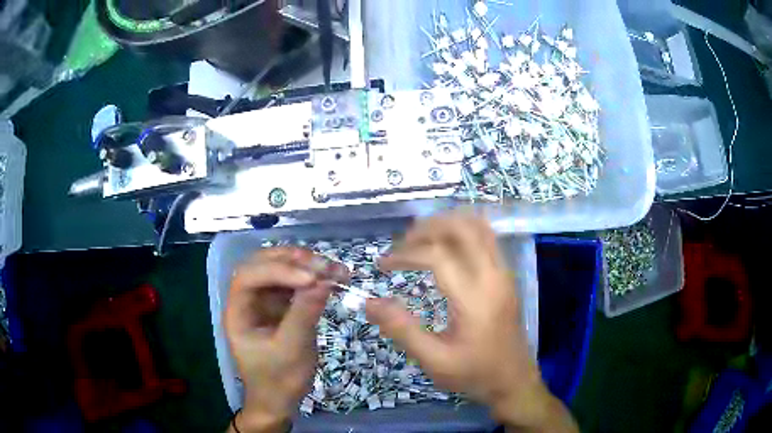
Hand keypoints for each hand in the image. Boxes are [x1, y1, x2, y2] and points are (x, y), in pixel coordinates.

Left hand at [225, 248, 347, 432]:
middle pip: (263, 265)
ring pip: (280, 269)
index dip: (278, 271)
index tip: (311, 279)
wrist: (280, 400)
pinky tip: (333, 278)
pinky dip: (313, 279)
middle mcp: (248, 300)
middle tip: (324, 265)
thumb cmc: (278, 380)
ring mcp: (264, 302)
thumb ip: (304, 313)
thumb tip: (324, 280)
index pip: (249, 277)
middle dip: (292, 261)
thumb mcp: (292, 350)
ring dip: (306, 265)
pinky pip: (295, 284)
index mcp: (237, 311)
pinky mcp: (281, 306)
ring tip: (333, 269)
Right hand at [366, 213, 577, 431]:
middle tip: (402, 245)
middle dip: (427, 228)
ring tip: (420, 240)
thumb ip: (401, 329)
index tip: (383, 266)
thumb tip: (369, 302)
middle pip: (462, 228)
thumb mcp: (434, 360)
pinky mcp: (506, 276)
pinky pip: (486, 237)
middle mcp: (493, 276)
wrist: (514, 380)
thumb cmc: (475, 373)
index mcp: (475, 297)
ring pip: (478, 226)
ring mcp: (504, 272)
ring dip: (446, 224)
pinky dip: (462, 231)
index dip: (406, 254)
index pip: (438, 255)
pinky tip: (446, 246)